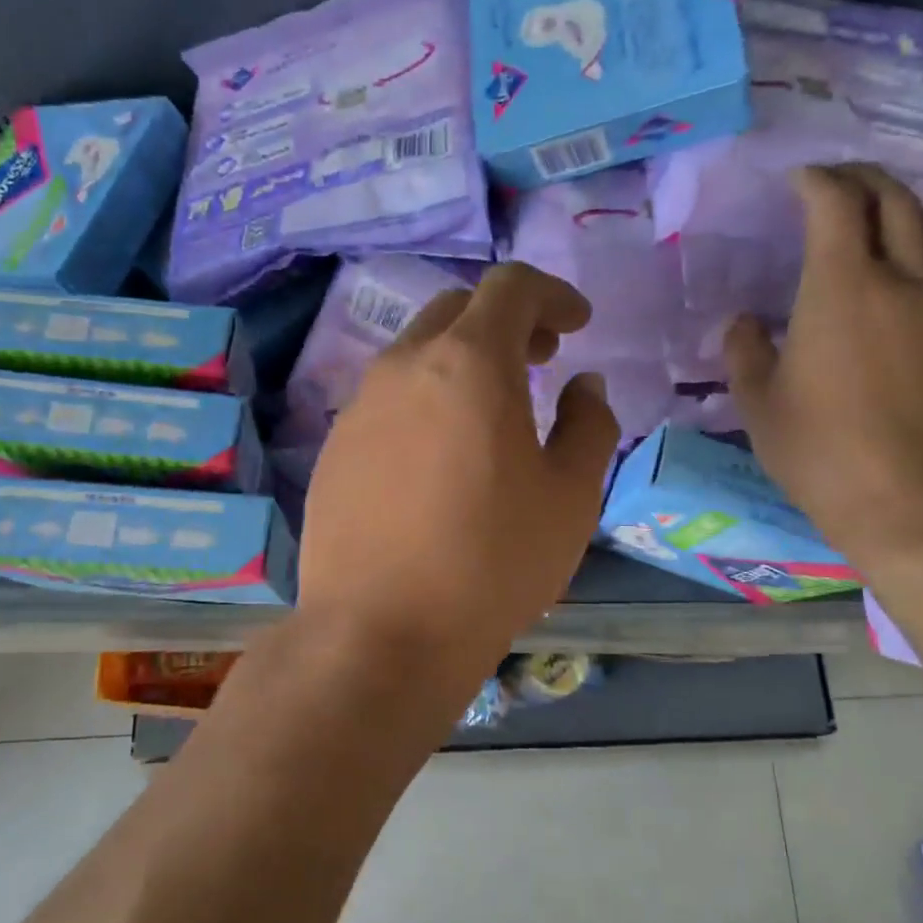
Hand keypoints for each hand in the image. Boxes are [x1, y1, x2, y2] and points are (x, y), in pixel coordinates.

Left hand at [295, 262, 619, 704]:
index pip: (510, 287)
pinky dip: (425, 399)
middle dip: (507, 322)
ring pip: (417, 353)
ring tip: (492, 412)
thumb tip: (584, 386)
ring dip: (462, 361)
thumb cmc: (493, 563)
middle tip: (541, 360)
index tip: (577, 324)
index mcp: (470, 363)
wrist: (379, 634)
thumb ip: (588, 425)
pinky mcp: (333, 447)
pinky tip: (440, 455)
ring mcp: (360, 405)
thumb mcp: (571, 497)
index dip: (552, 294)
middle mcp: (405, 366)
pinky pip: (388, 399)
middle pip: (457, 310)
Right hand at [723, 163, 922, 569]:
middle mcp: (902, 280)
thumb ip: (745, 352)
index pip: (835, 203)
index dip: (816, 180)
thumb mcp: (759, 406)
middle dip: (862, 178)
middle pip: (894, 200)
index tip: (796, 179)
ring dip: (904, 210)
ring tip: (879, 218)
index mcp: (841, 289)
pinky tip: (909, 283)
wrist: (916, 504)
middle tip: (835, 182)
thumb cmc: (822, 454)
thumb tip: (744, 322)